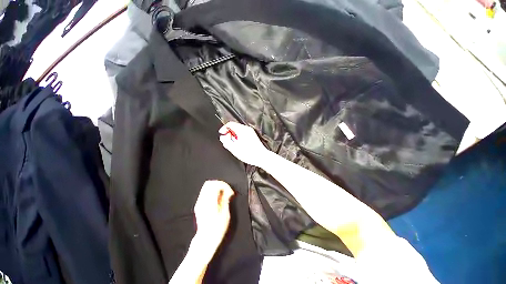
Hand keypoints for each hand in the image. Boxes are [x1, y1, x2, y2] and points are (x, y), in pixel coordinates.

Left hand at [193, 180, 234, 254]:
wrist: (205, 240)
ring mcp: (199, 203)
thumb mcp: (225, 215)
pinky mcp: (198, 205)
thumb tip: (228, 192)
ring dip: (216, 187)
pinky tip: (218, 199)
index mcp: (209, 203)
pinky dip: (212, 191)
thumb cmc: (217, 230)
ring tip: (223, 195)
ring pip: (206, 186)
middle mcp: (202, 201)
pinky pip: (205, 192)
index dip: (224, 186)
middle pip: (209, 183)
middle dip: (220, 184)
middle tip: (227, 192)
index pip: (215, 185)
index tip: (230, 192)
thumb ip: (225, 200)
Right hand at [219, 122, 269, 166]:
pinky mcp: (253, 136)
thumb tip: (223, 137)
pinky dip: (239, 137)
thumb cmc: (249, 154)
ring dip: (234, 136)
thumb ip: (226, 141)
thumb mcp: (234, 148)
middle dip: (229, 133)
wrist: (261, 157)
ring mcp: (250, 132)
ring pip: (239, 130)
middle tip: (227, 141)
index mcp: (242, 130)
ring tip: (233, 144)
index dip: (224, 128)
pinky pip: (243, 133)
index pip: (230, 124)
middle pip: (234, 127)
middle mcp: (247, 129)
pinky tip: (239, 144)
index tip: (221, 134)